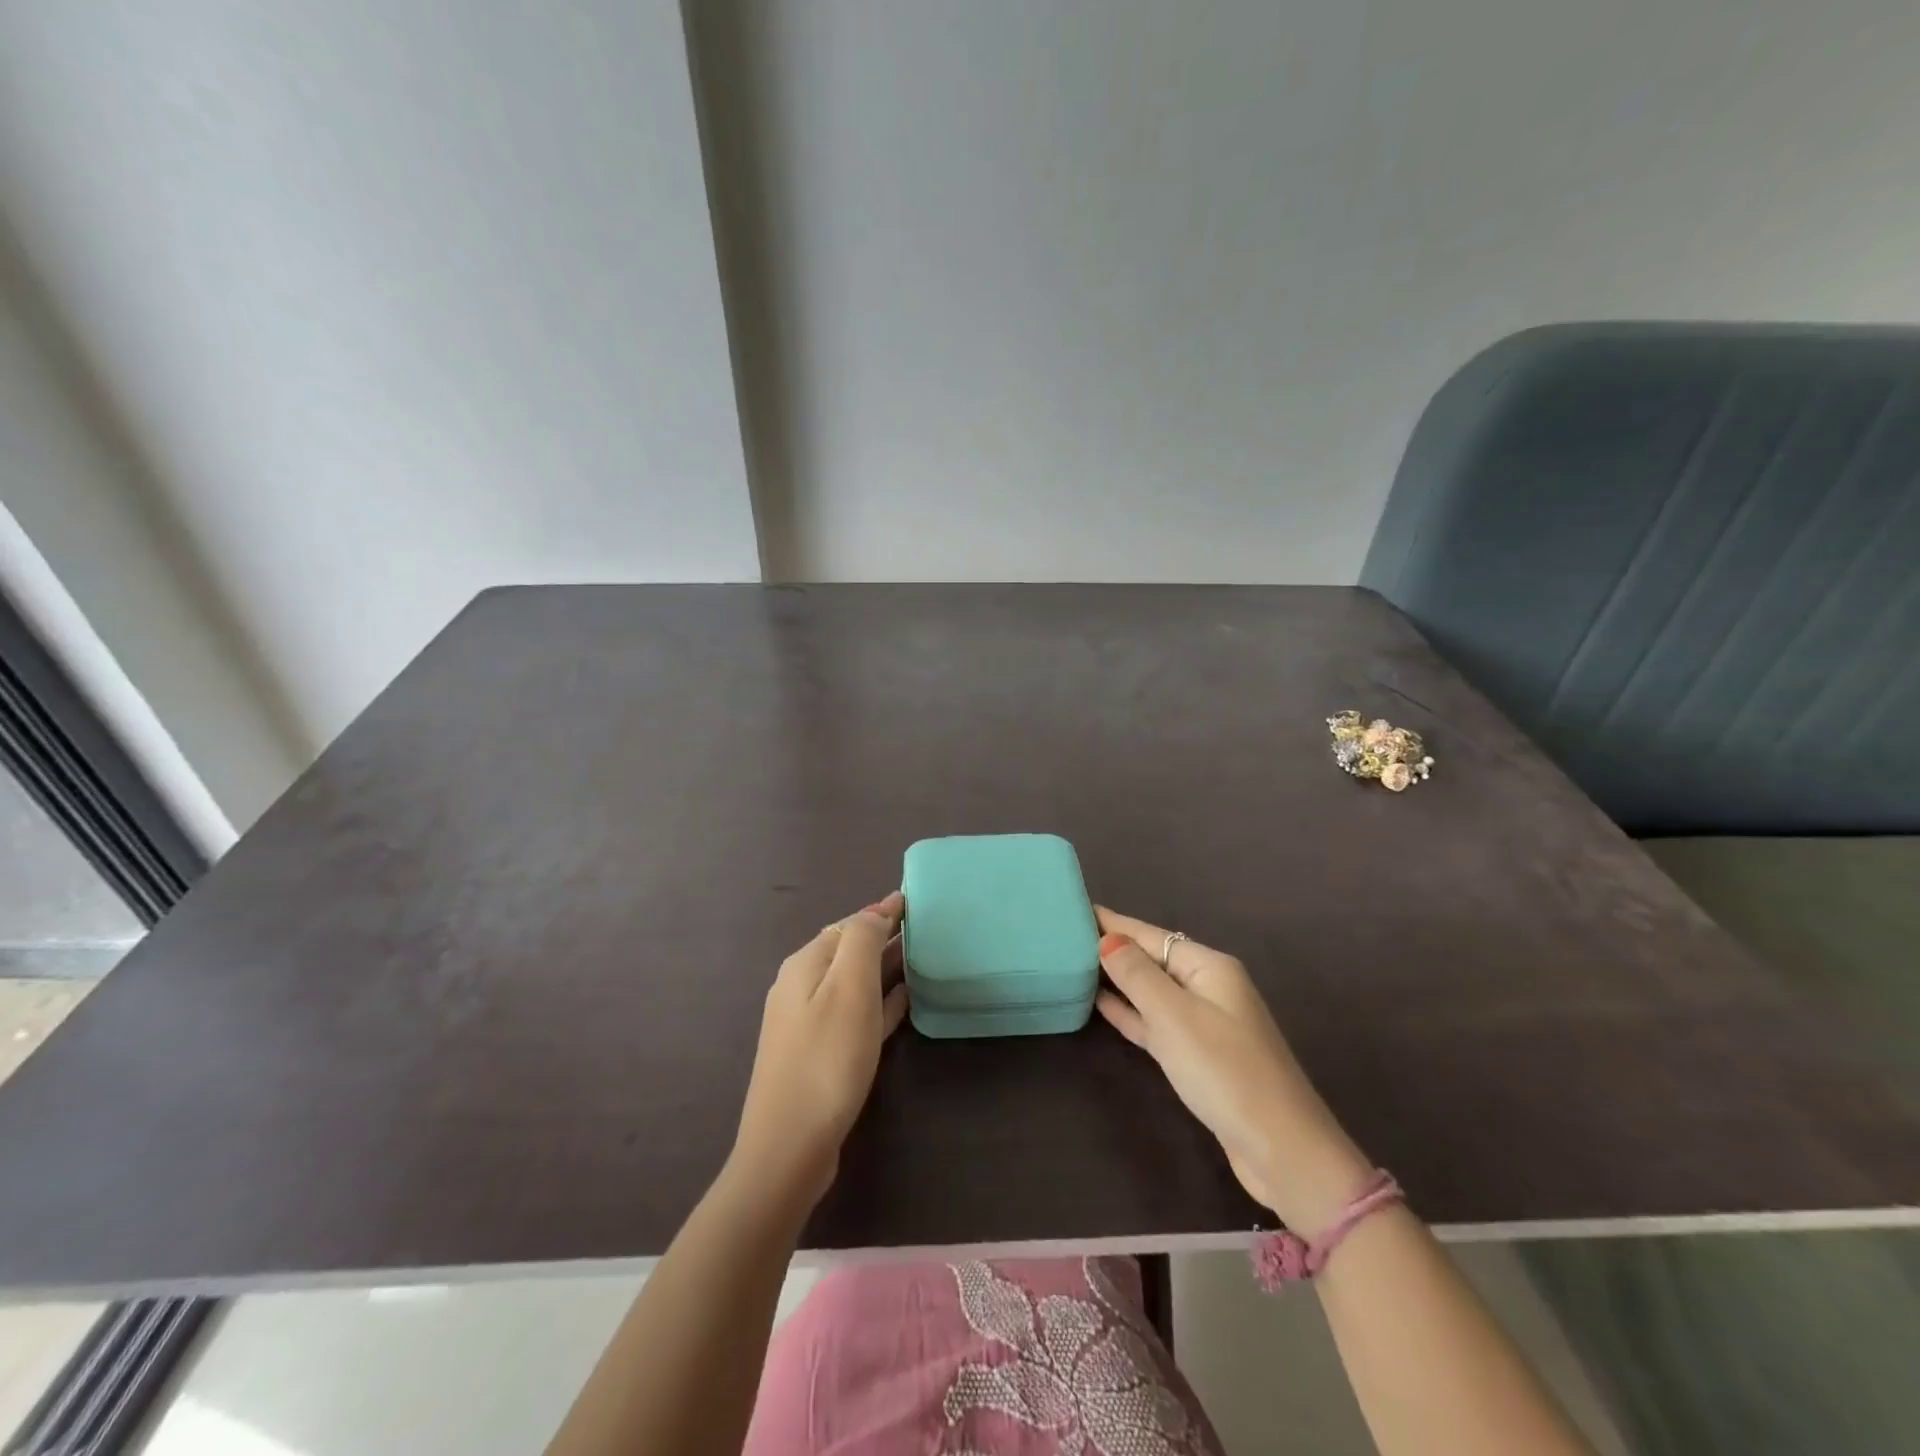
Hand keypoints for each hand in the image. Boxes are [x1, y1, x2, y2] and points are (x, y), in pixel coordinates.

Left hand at [731, 892, 909, 1210]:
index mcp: (805, 964)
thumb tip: (875, 912)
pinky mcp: (818, 1054)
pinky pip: (854, 1013)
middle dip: (882, 937)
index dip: (881, 911)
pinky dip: (879, 1002)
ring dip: (883, 969)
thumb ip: (862, 940)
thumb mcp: (849, 988)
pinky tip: (903, 1004)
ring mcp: (806, 1022)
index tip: (914, 902)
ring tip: (919, 961)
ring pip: (852, 982)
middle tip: (922, 929)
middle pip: (847, 951)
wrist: (788, 1147)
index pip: (849, 924)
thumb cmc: (826, 1059)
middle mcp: (800, 986)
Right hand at [1095, 907, 1371, 1231]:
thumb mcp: (1174, 1016)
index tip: (1075, 908)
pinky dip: (1130, 1011)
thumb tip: (1107, 938)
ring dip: (1118, 979)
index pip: (1151, 935)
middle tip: (1064, 936)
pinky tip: (1100, 1003)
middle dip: (1113, 947)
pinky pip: (1155, 1022)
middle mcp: (1208, 987)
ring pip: (1151, 991)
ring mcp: (1204, 1022)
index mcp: (1209, 967)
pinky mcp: (1198, 1056)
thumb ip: (1137, 974)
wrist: (1280, 1149)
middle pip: (1152, 959)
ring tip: (1074, 963)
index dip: (1113, 922)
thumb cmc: (1224, 1071)